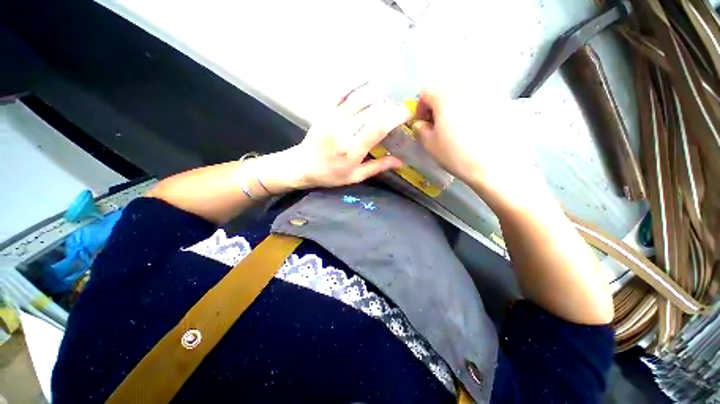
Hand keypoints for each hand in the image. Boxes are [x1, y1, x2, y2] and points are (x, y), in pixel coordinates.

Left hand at [282, 87, 408, 188]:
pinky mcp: (326, 111)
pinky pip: (343, 92)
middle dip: (390, 108)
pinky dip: (357, 84)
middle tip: (399, 110)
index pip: (378, 127)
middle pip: (372, 110)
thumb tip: (400, 161)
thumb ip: (377, 167)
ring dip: (378, 95)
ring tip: (388, 98)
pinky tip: (369, 80)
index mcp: (352, 150)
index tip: (407, 114)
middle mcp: (344, 130)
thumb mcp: (355, 176)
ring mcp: (334, 118)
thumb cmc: (330, 174)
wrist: (302, 165)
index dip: (395, 117)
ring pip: (360, 98)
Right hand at [412, 87, 539, 210]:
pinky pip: (481, 98)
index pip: (425, 93)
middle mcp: (466, 84)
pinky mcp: (503, 98)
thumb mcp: (429, 145)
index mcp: (444, 94)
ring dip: (455, 106)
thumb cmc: (457, 154)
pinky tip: (475, 126)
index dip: (420, 110)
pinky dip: (473, 108)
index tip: (423, 125)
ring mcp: (487, 89)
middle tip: (438, 125)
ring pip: (463, 92)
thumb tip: (420, 124)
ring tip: (457, 125)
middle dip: (437, 106)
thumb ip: (420, 130)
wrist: (497, 164)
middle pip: (445, 89)